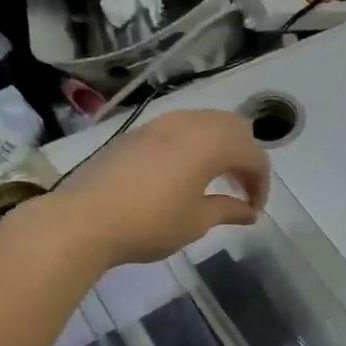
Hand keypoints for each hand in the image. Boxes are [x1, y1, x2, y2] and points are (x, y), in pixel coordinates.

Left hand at [53, 109, 270, 265]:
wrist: (84, 220)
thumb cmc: (150, 223)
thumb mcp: (196, 221)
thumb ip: (228, 210)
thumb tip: (248, 211)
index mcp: (212, 144)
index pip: (254, 156)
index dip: (261, 183)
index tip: (254, 210)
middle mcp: (191, 124)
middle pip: (234, 128)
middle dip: (245, 156)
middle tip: (240, 188)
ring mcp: (161, 124)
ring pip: (206, 122)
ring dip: (220, 146)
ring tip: (215, 178)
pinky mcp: (138, 132)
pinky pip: (180, 128)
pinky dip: (195, 144)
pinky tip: (184, 172)